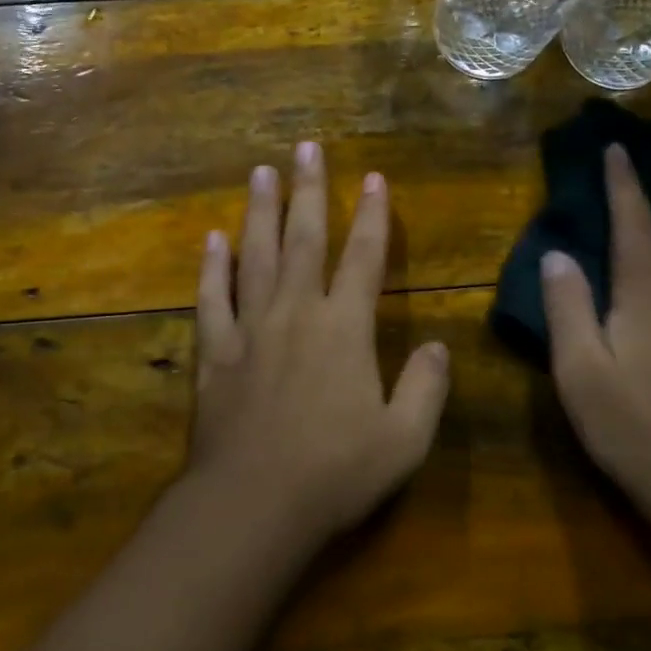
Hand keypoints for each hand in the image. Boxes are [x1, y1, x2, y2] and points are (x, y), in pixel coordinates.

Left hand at [187, 141, 450, 542]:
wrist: (253, 503)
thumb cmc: (336, 473)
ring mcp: (250, 329)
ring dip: (260, 212)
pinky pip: (212, 298)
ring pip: (256, 256)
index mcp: (345, 329)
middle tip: (306, 147)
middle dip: (309, 190)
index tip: (374, 178)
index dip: (373, 216)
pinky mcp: (215, 352)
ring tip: (261, 172)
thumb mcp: (404, 440)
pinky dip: (213, 266)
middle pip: (304, 239)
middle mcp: (297, 314)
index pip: (365, 258)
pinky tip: (213, 239)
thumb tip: (438, 346)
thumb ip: (426, 388)